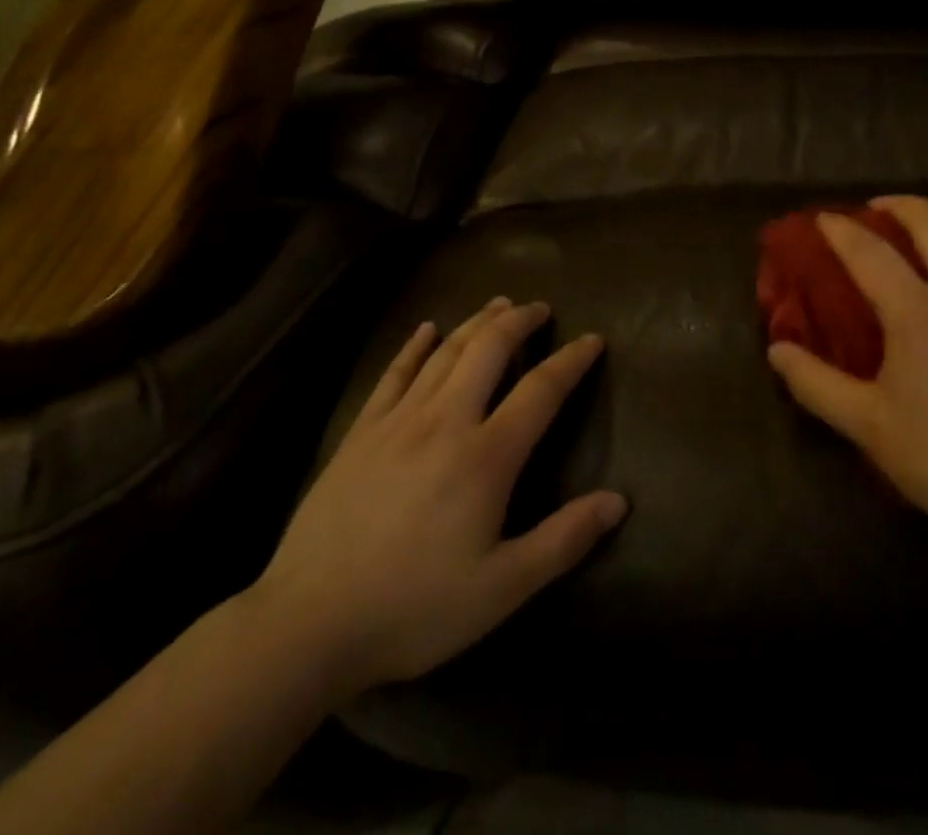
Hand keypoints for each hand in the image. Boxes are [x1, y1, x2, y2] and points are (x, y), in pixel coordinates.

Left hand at [247, 298, 625, 703]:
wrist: (308, 623)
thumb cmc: (415, 607)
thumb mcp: (502, 589)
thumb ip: (563, 540)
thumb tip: (619, 501)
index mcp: (486, 456)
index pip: (541, 389)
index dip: (571, 360)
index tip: (593, 339)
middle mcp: (446, 421)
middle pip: (489, 349)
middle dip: (519, 321)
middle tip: (540, 307)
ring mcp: (398, 421)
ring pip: (445, 352)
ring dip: (476, 321)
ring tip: (499, 304)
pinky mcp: (361, 431)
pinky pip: (394, 373)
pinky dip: (414, 345)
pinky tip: (426, 328)